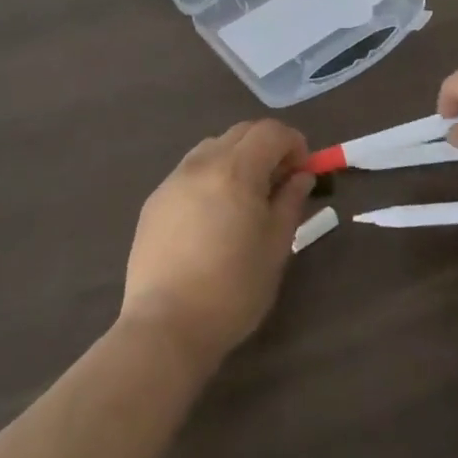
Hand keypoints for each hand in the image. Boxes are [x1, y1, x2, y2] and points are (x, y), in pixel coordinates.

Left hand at [120, 119, 314, 367]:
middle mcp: (202, 162)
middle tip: (279, 182)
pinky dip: (211, 176)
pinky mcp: (155, 200)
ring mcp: (174, 179)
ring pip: (213, 147)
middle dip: (266, 147)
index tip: (303, 171)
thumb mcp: (275, 247)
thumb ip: (290, 202)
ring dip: (237, 158)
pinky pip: (190, 171)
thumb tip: (301, 176)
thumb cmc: (232, 289)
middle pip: (241, 133)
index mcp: (236, 170)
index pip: (271, 131)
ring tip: (244, 198)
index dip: (293, 143)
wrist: (166, 326)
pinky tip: (212, 215)